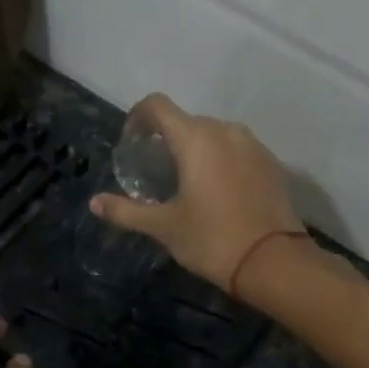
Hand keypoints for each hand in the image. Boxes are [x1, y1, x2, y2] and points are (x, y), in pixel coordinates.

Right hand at [91, 94, 305, 294]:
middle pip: (186, 120)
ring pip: (214, 134)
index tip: (131, 144)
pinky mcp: (271, 163)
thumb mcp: (163, 227)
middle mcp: (225, 131)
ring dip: (194, 148)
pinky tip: (215, 191)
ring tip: (185, 180)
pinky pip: (236, 149)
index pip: (157, 105)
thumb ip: (126, 211)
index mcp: (195, 139)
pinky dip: (220, 159)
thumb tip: (95, 203)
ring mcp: (253, 145)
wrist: (274, 262)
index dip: (137, 117)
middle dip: (165, 138)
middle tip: (154, 171)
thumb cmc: (212, 239)